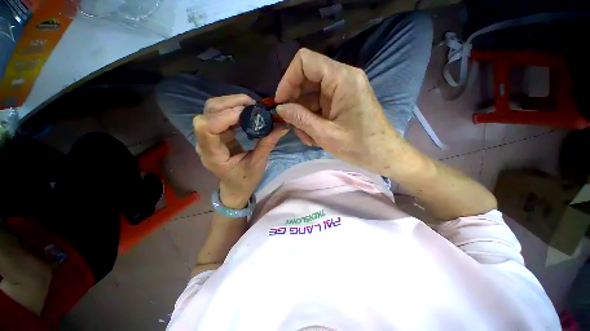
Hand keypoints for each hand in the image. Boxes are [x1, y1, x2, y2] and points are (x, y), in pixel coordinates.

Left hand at [194, 94, 287, 207]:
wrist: (235, 187)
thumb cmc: (245, 180)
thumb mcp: (258, 164)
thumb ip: (268, 143)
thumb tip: (282, 126)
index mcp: (213, 156)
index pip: (207, 128)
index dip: (226, 115)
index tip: (249, 113)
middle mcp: (205, 143)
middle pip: (208, 112)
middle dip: (230, 103)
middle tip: (253, 105)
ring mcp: (208, 136)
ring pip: (212, 109)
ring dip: (232, 103)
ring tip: (252, 107)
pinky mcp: (216, 133)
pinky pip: (220, 113)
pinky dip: (234, 109)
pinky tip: (247, 112)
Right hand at [275, 48, 402, 174]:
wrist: (385, 155)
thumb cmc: (359, 146)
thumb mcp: (326, 135)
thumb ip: (300, 119)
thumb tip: (280, 108)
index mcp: (342, 79)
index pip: (305, 61)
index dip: (288, 80)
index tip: (281, 103)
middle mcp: (343, 78)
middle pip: (306, 79)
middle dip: (295, 102)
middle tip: (292, 125)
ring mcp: (343, 90)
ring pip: (311, 95)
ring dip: (303, 115)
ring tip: (306, 137)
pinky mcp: (342, 101)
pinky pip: (319, 104)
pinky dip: (312, 119)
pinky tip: (313, 136)